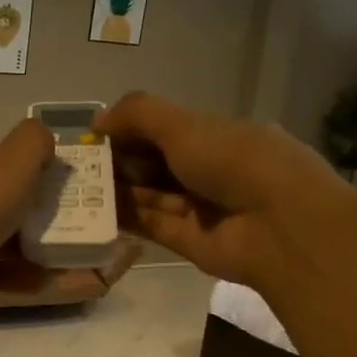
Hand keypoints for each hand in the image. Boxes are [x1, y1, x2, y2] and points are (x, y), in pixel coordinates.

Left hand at [0, 121, 54, 320]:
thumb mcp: (8, 169)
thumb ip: (33, 144)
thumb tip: (41, 137)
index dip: (25, 171)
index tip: (53, 196)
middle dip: (28, 216)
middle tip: (63, 232)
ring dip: (24, 251)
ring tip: (65, 266)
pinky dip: (4, 275)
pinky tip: (41, 286)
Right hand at [95, 92, 335, 285]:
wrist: (281, 227)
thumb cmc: (236, 162)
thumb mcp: (185, 125)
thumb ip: (138, 115)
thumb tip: (97, 120)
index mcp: (218, 136)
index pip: (166, 129)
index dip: (130, 130)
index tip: (95, 134)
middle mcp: (209, 170)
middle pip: (154, 163)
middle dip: (118, 161)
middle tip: (79, 164)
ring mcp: (199, 208)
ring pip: (150, 195)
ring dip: (116, 189)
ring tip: (75, 187)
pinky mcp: (188, 241)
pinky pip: (150, 224)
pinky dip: (124, 217)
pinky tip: (92, 210)